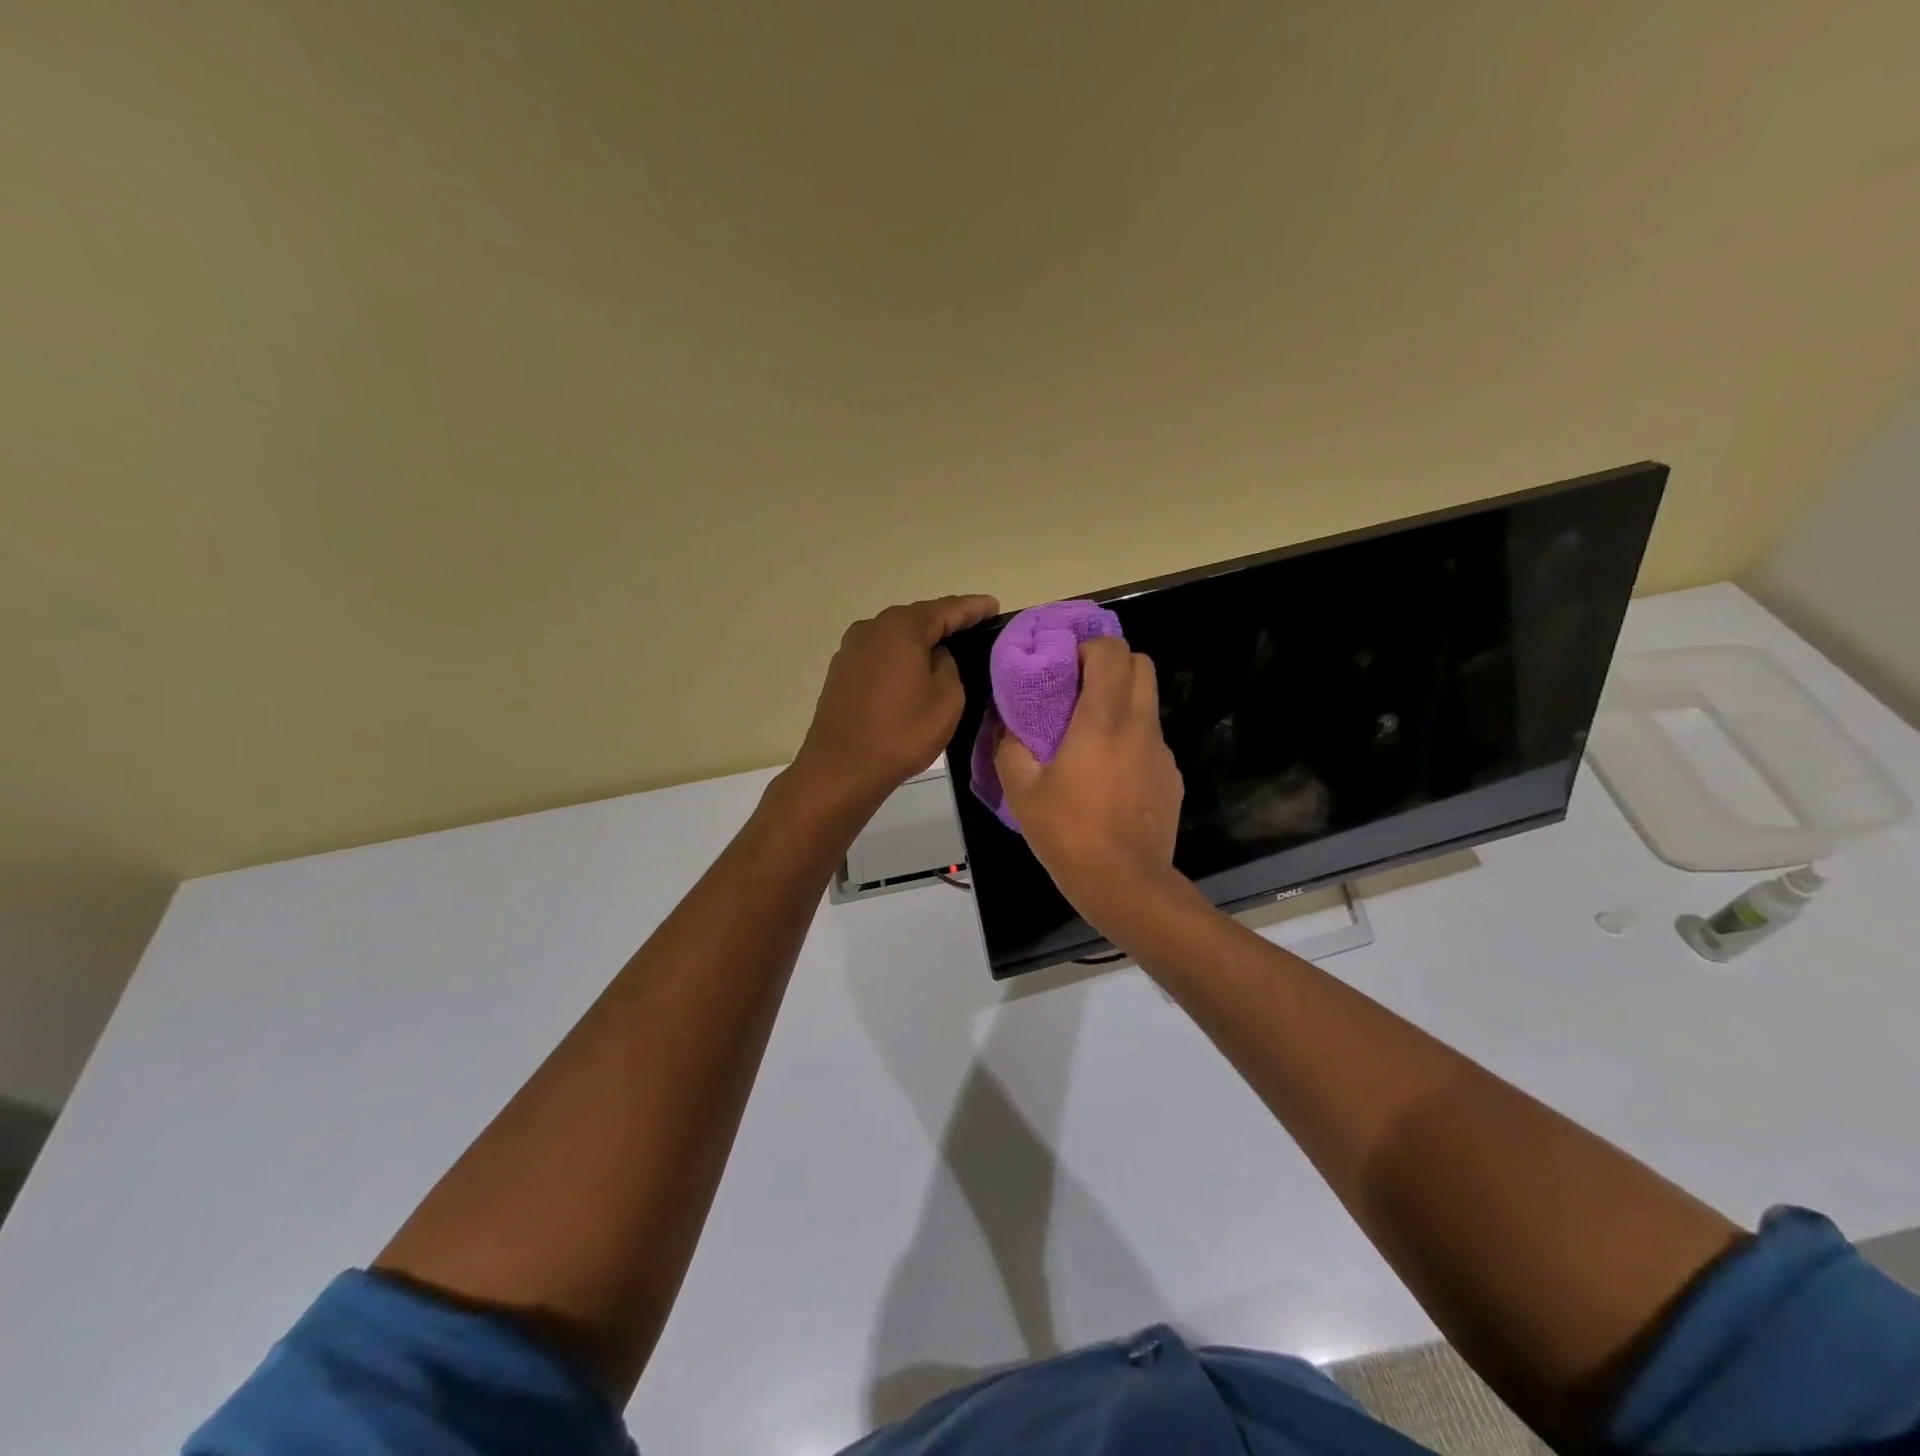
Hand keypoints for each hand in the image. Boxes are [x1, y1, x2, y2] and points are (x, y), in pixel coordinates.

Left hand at [791, 594, 999, 815]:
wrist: (842, 769)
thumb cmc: (902, 732)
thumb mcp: (947, 699)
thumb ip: (949, 666)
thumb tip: (935, 657)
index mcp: (901, 628)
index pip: (947, 609)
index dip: (973, 608)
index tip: (994, 606)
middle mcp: (871, 628)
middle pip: (917, 619)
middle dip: (946, 621)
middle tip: (975, 627)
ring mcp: (851, 650)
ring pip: (896, 638)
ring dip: (920, 641)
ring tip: (947, 650)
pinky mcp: (841, 672)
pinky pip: (880, 656)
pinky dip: (900, 658)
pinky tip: (913, 672)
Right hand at [994, 637, 1185, 930]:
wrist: (1125, 884)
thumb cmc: (1068, 833)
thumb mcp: (1021, 790)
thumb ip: (1010, 747)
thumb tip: (1007, 726)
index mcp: (1103, 720)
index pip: (1112, 651)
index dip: (1088, 647)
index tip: (1065, 667)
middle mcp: (1139, 726)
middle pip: (1142, 664)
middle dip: (1111, 664)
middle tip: (1079, 689)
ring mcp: (1161, 753)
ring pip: (1147, 703)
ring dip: (1121, 703)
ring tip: (1090, 738)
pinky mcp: (1171, 778)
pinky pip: (1150, 742)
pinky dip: (1130, 741)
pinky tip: (1109, 777)